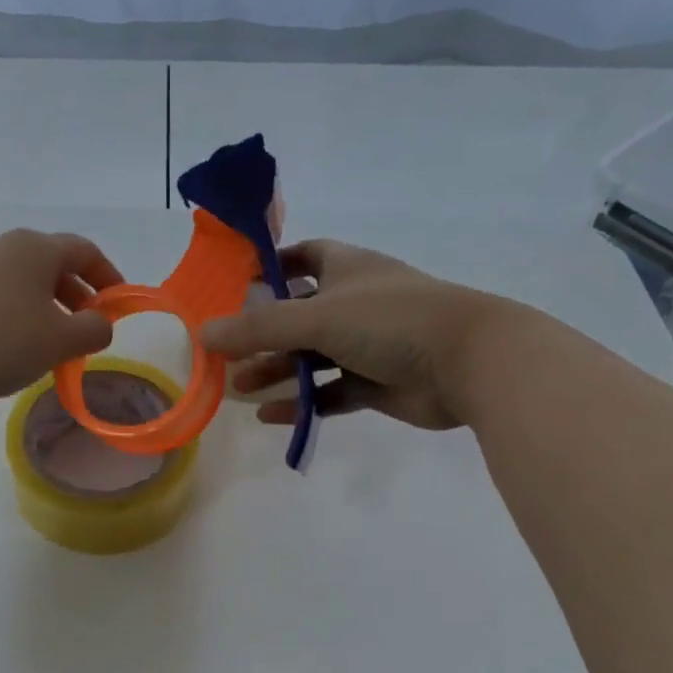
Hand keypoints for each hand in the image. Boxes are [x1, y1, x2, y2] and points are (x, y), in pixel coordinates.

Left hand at [0, 229, 121, 411]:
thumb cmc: (2, 341)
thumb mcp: (61, 340)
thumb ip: (95, 329)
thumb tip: (101, 324)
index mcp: (36, 248)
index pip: (85, 251)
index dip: (109, 277)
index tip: (119, 307)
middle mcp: (7, 249)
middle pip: (56, 266)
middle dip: (80, 298)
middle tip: (89, 332)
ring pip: (29, 285)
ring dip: (52, 311)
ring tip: (57, 347)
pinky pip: (5, 298)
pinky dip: (24, 318)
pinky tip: (21, 350)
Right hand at [202, 239, 509, 430]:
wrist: (470, 363)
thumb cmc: (391, 321)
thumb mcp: (318, 317)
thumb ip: (259, 327)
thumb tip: (203, 333)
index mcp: (347, 269)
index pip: (303, 255)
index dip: (272, 264)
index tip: (236, 282)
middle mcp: (355, 303)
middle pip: (299, 314)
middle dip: (263, 333)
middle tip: (225, 352)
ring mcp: (368, 345)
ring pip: (312, 357)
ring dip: (278, 371)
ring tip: (239, 388)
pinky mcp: (378, 383)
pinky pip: (331, 392)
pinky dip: (303, 403)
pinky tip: (272, 417)